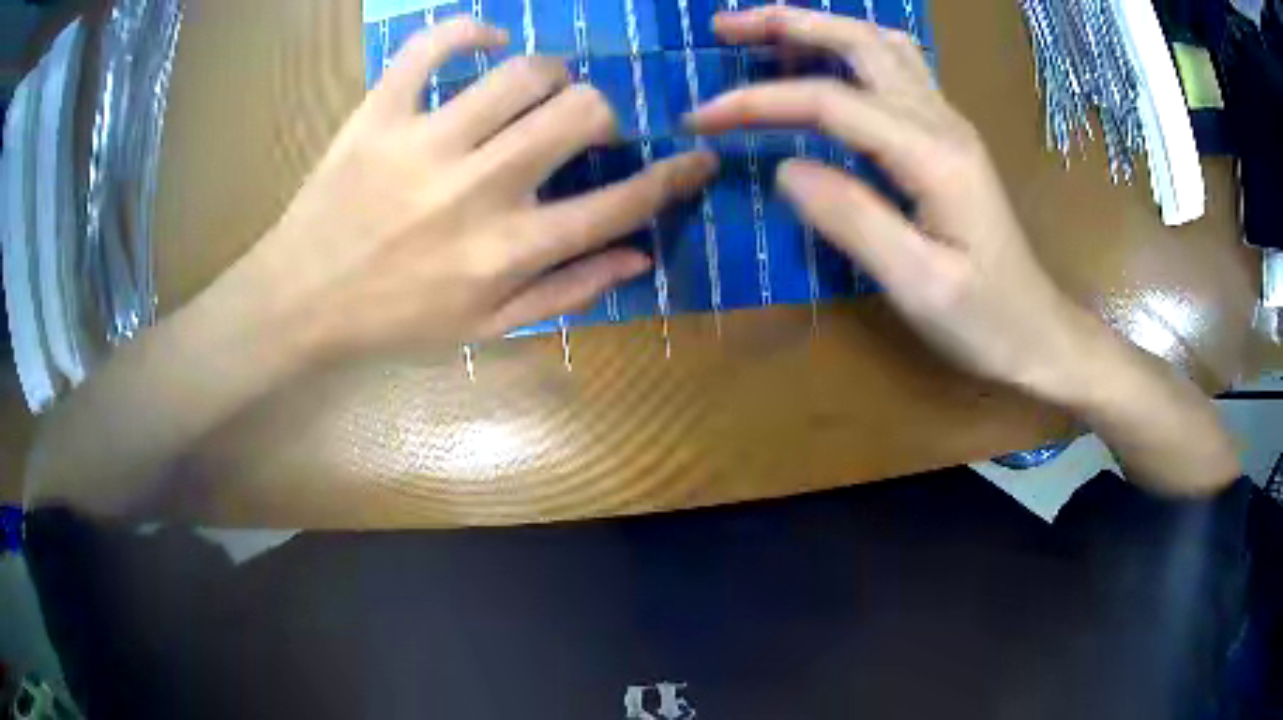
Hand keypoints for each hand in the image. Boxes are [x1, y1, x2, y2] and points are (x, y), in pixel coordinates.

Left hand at [226, 18, 715, 363]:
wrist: (300, 302)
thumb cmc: (393, 321)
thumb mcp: (485, 328)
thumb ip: (566, 291)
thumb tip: (638, 256)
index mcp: (506, 251)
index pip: (618, 204)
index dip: (673, 178)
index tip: (699, 158)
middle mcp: (476, 190)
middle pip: (579, 114)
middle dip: (601, 113)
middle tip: (583, 123)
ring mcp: (424, 143)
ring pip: (522, 73)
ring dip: (550, 73)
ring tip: (538, 89)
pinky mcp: (378, 114)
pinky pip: (430, 46)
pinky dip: (468, 32)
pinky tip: (486, 44)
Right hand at [686, 7, 1084, 393]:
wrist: (1039, 332)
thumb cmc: (985, 320)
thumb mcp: (917, 285)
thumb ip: (852, 219)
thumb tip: (784, 169)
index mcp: (932, 154)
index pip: (830, 101)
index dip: (758, 101)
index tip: (699, 118)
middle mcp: (942, 121)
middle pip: (859, 41)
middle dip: (786, 23)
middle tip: (723, 28)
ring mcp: (949, 123)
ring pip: (882, 45)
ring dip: (820, 28)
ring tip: (767, 36)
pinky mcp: (949, 137)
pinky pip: (898, 68)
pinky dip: (851, 49)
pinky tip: (828, 62)